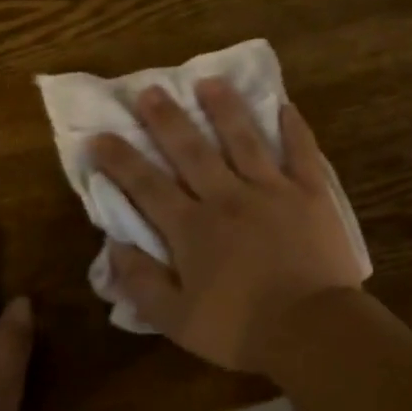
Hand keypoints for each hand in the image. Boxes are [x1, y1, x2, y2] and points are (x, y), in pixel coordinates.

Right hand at [89, 79, 363, 372]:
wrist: (312, 328)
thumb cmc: (241, 329)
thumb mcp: (176, 320)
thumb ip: (141, 282)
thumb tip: (113, 246)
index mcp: (193, 228)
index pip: (147, 185)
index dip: (120, 160)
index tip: (99, 136)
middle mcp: (228, 197)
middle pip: (191, 150)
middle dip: (167, 119)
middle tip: (150, 90)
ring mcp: (272, 190)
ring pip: (243, 139)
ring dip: (224, 109)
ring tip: (209, 81)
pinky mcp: (310, 193)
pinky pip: (302, 152)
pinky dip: (294, 129)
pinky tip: (285, 106)